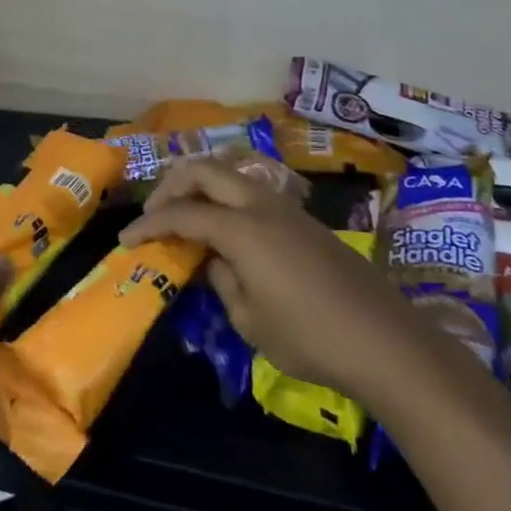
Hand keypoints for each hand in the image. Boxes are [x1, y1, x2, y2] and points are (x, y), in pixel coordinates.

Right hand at [121, 161, 439, 407]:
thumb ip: (222, 282)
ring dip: (201, 185)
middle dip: (172, 184)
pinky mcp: (304, 220)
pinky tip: (224, 229)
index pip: (182, 214)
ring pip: (231, 173)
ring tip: (185, 214)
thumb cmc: (310, 338)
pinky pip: (252, 192)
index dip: (148, 223)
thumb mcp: (250, 321)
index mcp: (242, 229)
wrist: (385, 341)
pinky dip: (226, 198)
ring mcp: (286, 208)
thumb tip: (214, 262)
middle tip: (155, 212)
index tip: (125, 238)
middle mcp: (261, 205)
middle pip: (205, 169)